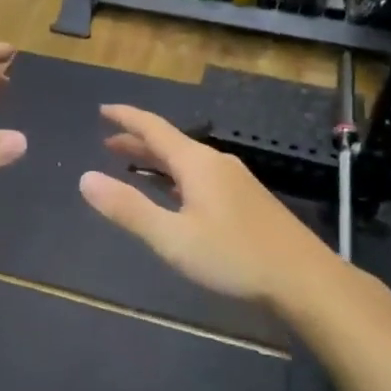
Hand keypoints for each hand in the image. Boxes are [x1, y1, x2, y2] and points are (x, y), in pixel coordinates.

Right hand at [78, 104, 343, 306]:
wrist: (305, 280)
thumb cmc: (234, 256)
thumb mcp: (172, 237)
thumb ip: (128, 209)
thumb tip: (86, 179)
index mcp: (197, 163)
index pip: (154, 128)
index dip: (126, 118)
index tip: (102, 110)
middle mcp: (216, 163)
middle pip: (170, 143)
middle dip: (137, 142)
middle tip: (107, 143)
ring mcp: (235, 181)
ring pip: (186, 162)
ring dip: (156, 162)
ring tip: (132, 167)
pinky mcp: (246, 201)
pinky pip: (200, 176)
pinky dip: (175, 177)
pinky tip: (174, 195)